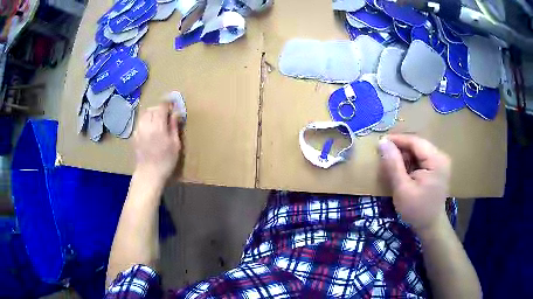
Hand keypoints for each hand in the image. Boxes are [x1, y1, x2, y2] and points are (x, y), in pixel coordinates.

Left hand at [133, 102, 180, 182]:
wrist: (149, 174)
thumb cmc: (166, 161)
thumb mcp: (175, 144)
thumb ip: (174, 127)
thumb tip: (176, 113)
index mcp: (158, 127)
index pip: (162, 107)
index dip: (168, 104)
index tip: (173, 106)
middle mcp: (146, 125)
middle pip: (152, 108)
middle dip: (160, 108)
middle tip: (166, 114)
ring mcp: (138, 130)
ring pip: (144, 114)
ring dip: (152, 113)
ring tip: (158, 120)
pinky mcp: (134, 135)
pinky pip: (140, 122)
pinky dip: (146, 120)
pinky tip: (150, 128)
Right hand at [378, 135, 450, 234]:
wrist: (430, 226)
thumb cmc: (416, 210)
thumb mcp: (402, 188)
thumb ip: (393, 164)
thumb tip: (382, 142)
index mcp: (436, 160)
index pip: (415, 141)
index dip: (397, 140)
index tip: (380, 142)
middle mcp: (441, 156)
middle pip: (418, 145)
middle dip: (401, 149)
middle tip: (384, 155)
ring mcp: (440, 162)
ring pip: (419, 151)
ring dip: (405, 156)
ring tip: (392, 164)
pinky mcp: (438, 168)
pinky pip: (422, 158)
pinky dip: (411, 162)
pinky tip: (403, 171)